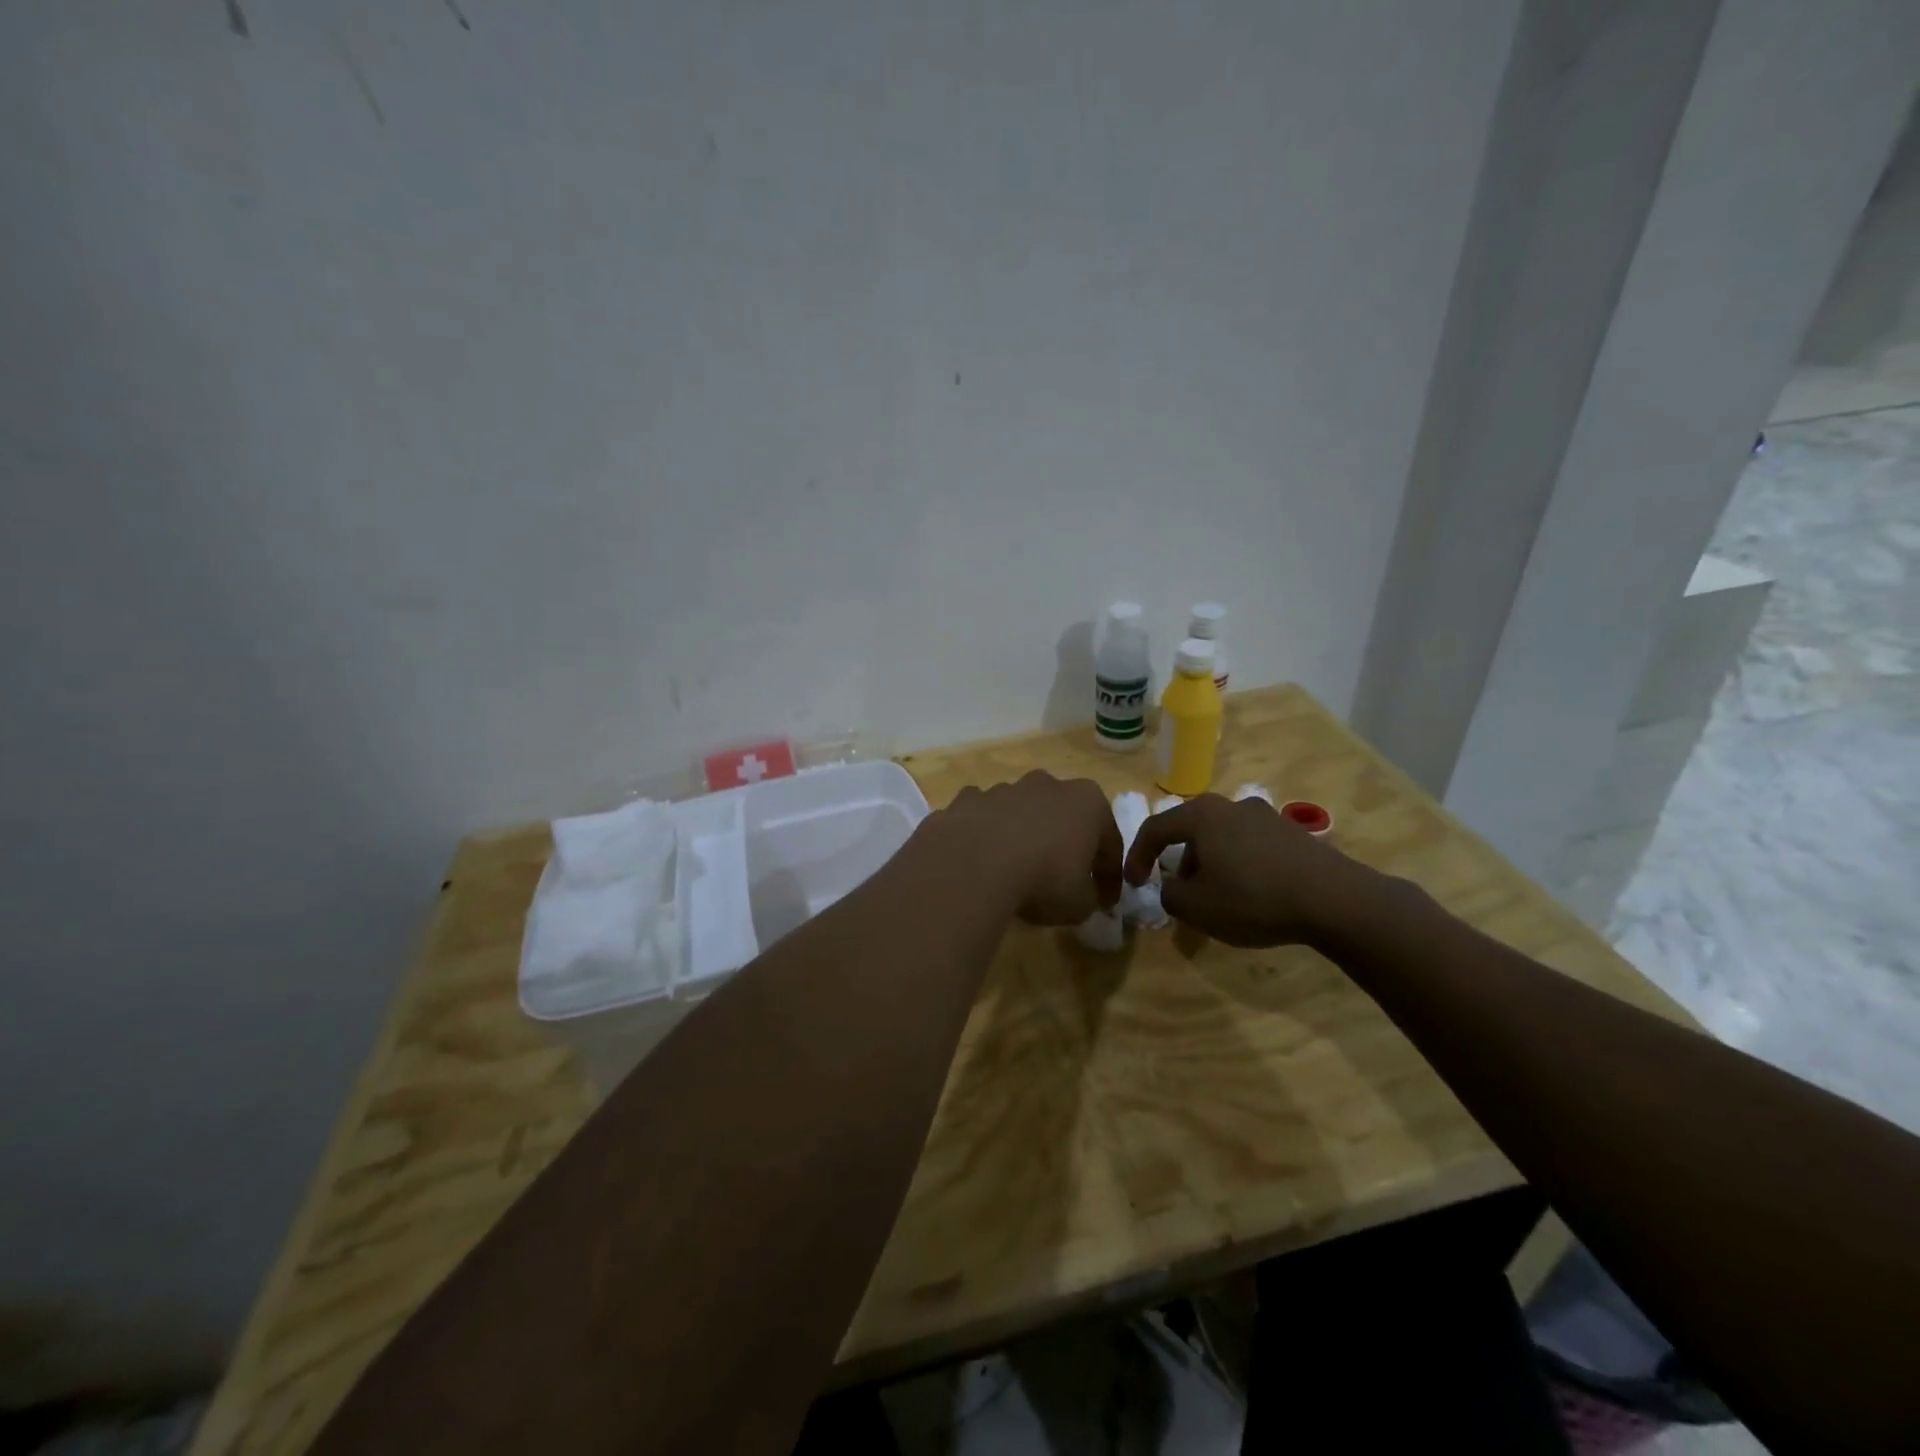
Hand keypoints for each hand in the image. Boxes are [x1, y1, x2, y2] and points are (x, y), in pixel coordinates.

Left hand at [933, 772, 1122, 925]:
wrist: (974, 865)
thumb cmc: (1043, 879)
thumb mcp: (1080, 904)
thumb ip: (1088, 896)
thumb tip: (1083, 895)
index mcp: (1087, 801)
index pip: (1109, 842)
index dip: (1109, 876)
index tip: (1106, 902)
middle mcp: (1047, 784)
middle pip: (1064, 816)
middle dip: (1065, 843)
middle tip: (1062, 878)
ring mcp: (1004, 788)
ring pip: (1021, 813)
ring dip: (1023, 836)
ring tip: (1016, 871)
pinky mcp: (967, 799)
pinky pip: (983, 818)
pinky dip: (985, 834)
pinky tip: (980, 860)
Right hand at [1124, 793, 1374, 946]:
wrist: (1334, 899)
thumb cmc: (1253, 898)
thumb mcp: (1197, 907)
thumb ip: (1170, 895)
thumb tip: (1171, 887)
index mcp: (1201, 814)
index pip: (1155, 829)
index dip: (1137, 856)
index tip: (1134, 883)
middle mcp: (1231, 805)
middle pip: (1191, 830)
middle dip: (1178, 862)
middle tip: (1179, 892)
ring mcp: (1266, 816)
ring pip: (1222, 837)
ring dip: (1210, 864)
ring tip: (1217, 898)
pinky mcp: (1292, 833)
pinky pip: (1250, 846)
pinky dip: (1239, 865)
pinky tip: (1251, 894)